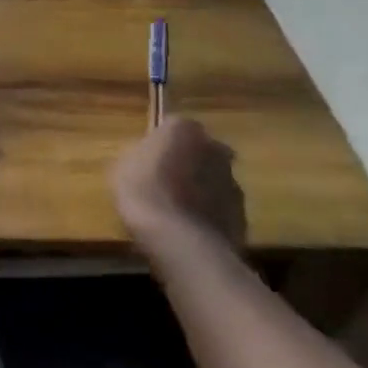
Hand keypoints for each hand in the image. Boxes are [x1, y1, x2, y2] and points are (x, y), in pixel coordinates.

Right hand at [113, 117, 245, 256]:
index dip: (161, 142)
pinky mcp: (243, 213)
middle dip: (187, 161)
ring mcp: (233, 181)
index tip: (149, 159)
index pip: (173, 125)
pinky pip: (220, 206)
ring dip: (199, 188)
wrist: (181, 242)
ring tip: (176, 210)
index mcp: (184, 129)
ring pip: (213, 178)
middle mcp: (215, 148)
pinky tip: (189, 228)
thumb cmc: (144, 193)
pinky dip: (208, 212)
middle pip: (200, 150)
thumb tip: (151, 155)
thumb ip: (143, 154)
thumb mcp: (124, 166)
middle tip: (165, 181)